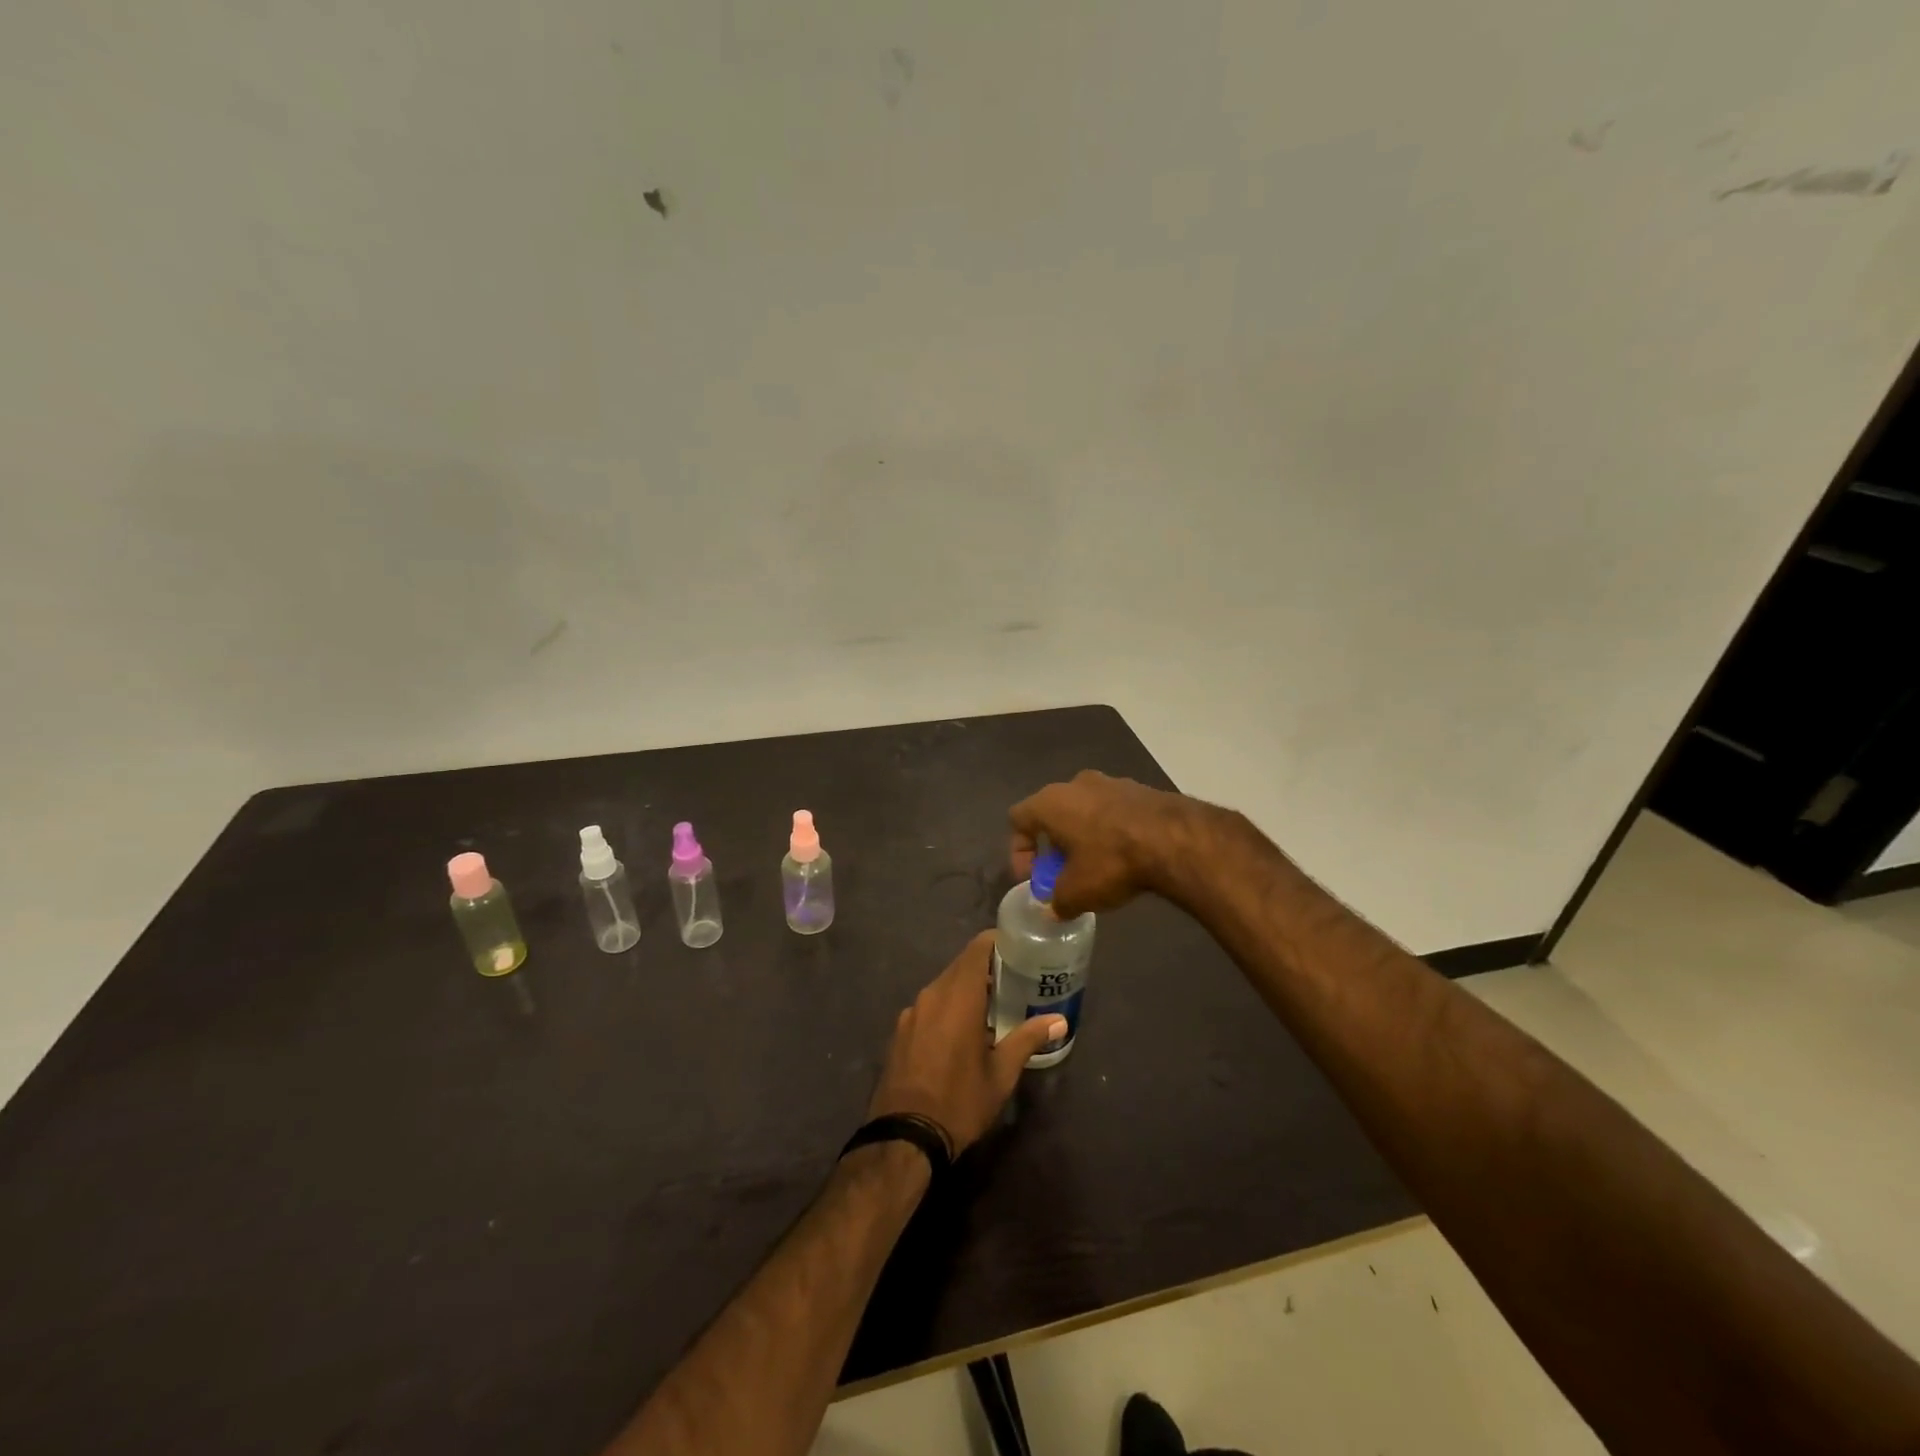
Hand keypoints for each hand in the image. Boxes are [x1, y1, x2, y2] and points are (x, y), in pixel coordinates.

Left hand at [868, 932, 1065, 1152]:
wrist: (904, 1137)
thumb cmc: (960, 1101)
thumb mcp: (1001, 1074)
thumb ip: (1028, 1039)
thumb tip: (1060, 1021)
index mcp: (958, 996)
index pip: (977, 949)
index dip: (997, 943)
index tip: (1018, 950)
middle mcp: (931, 994)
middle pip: (960, 966)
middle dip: (985, 968)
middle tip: (1013, 980)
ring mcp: (911, 1012)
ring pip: (943, 987)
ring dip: (965, 990)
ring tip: (990, 1008)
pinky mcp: (899, 1031)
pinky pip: (928, 1007)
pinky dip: (946, 1008)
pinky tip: (958, 1033)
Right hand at [1008, 770, 1194, 917]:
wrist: (1175, 839)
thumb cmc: (1112, 861)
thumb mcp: (1077, 893)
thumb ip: (1057, 901)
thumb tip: (1054, 909)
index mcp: (1051, 802)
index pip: (1018, 819)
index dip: (1019, 851)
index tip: (1033, 877)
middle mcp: (1076, 784)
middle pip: (1052, 813)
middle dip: (1054, 844)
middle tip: (1062, 872)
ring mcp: (1111, 782)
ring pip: (1085, 810)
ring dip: (1083, 836)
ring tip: (1096, 866)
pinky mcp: (1141, 789)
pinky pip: (1113, 811)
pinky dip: (1111, 831)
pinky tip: (1124, 856)